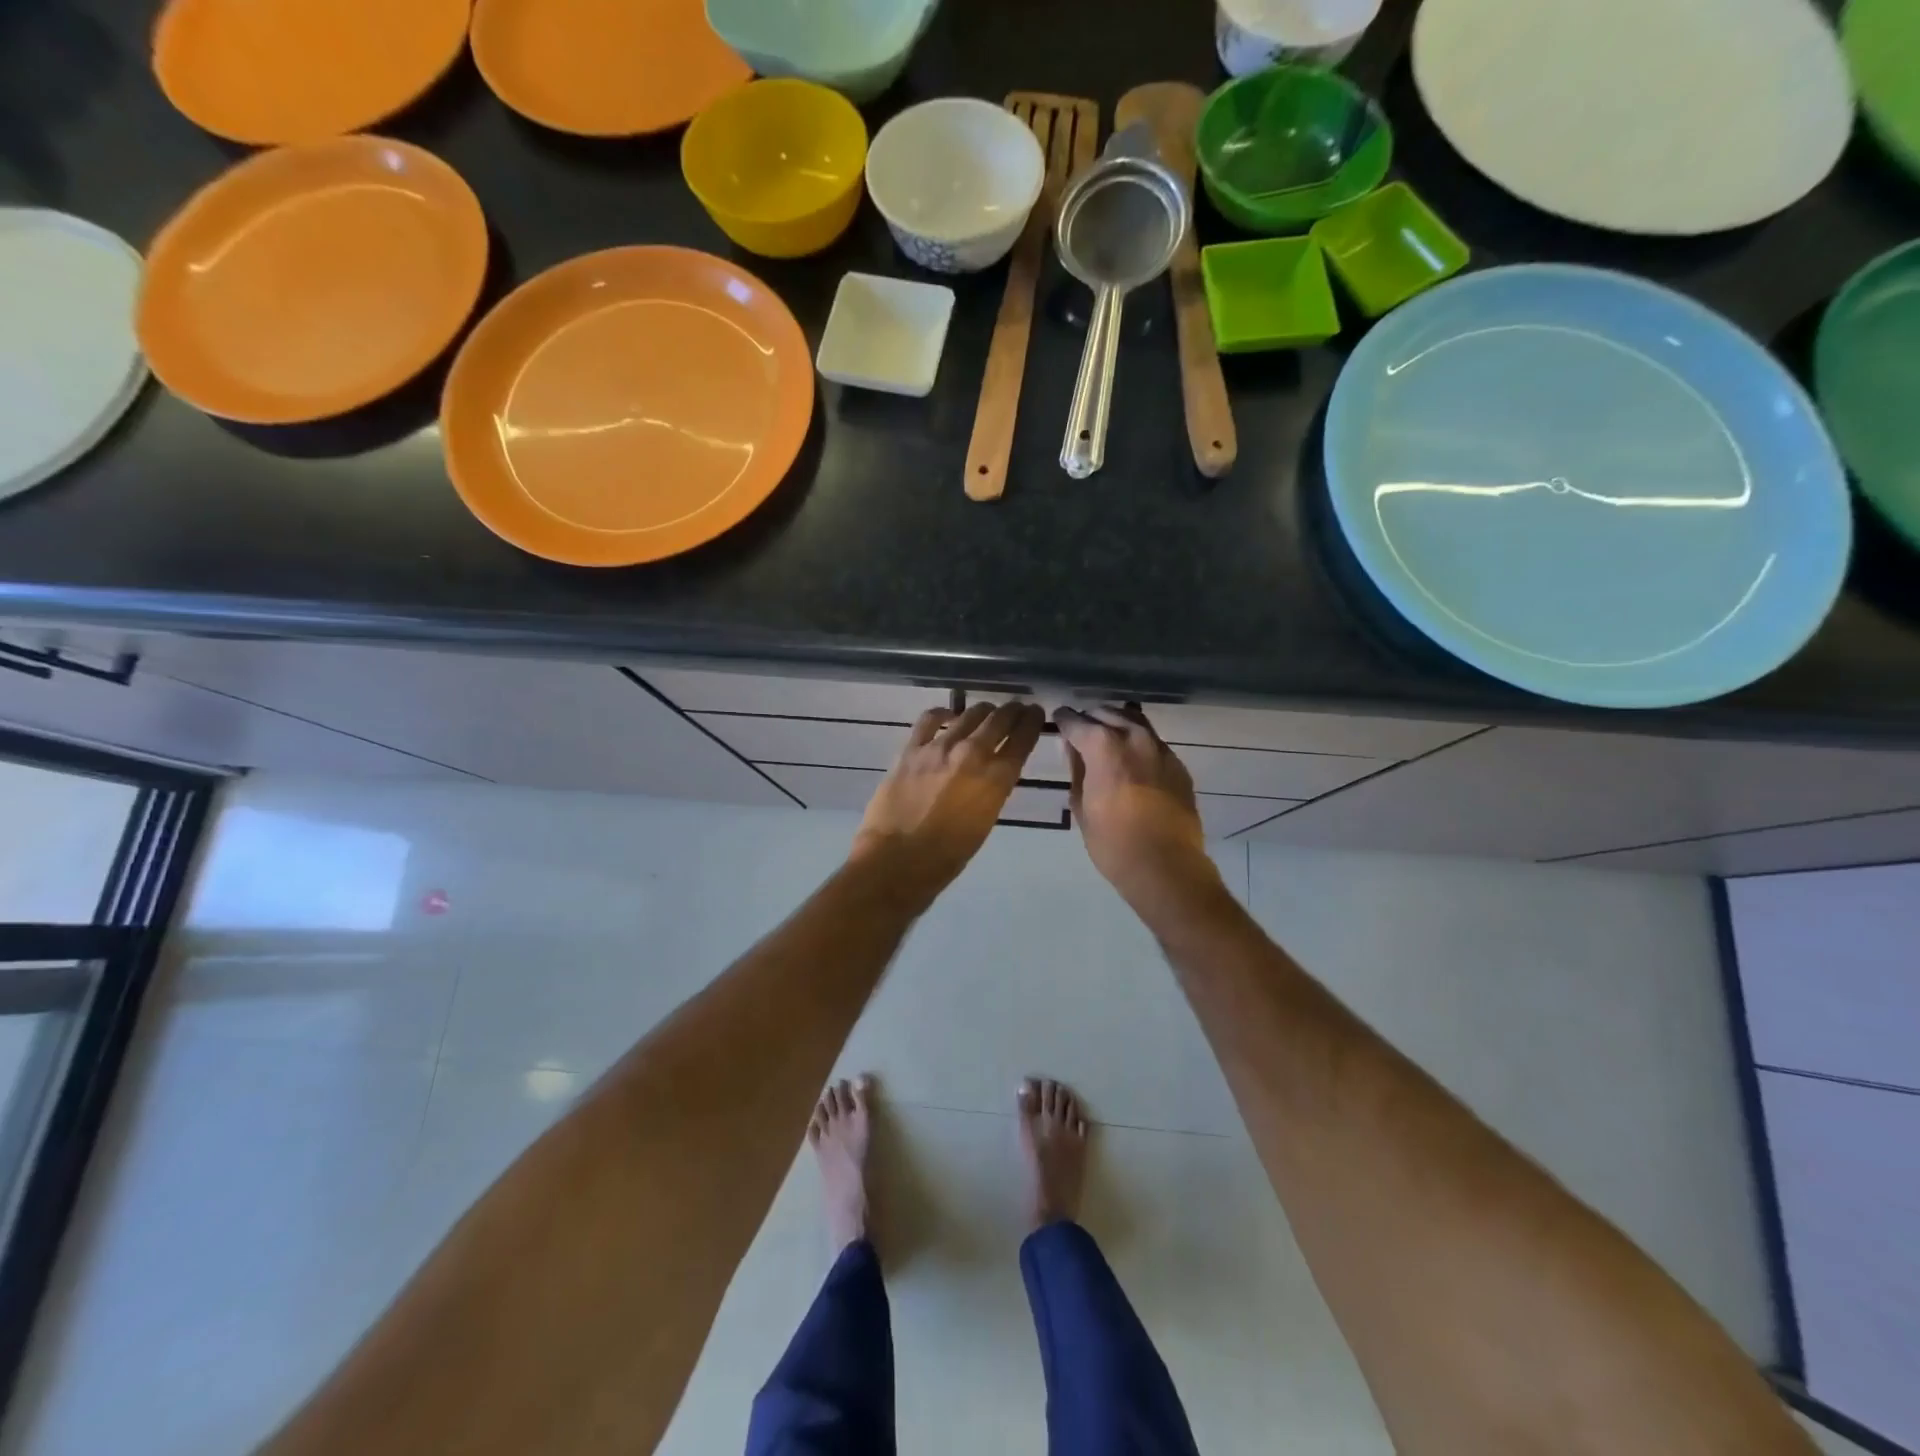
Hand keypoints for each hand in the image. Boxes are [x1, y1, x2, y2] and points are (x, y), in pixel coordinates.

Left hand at [850, 701, 1045, 900]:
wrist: (897, 861)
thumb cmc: (947, 856)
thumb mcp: (985, 822)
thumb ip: (992, 790)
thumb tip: (992, 773)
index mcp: (997, 779)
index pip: (1023, 739)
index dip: (1032, 721)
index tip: (1036, 713)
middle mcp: (973, 755)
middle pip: (999, 720)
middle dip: (1012, 711)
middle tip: (1017, 707)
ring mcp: (939, 748)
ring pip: (969, 714)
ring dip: (983, 710)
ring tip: (987, 710)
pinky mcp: (911, 750)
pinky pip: (929, 720)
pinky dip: (943, 713)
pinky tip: (948, 715)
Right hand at [1053, 705, 1219, 910]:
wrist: (1166, 866)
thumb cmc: (1112, 842)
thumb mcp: (1081, 807)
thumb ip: (1077, 770)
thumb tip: (1074, 749)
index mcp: (1104, 746)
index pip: (1077, 722)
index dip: (1064, 720)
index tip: (1058, 719)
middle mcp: (1134, 738)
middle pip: (1108, 714)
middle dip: (1091, 718)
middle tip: (1081, 729)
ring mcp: (1160, 749)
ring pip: (1135, 721)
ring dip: (1117, 723)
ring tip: (1106, 736)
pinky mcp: (1178, 765)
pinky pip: (1153, 742)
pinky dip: (1138, 742)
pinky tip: (1132, 758)